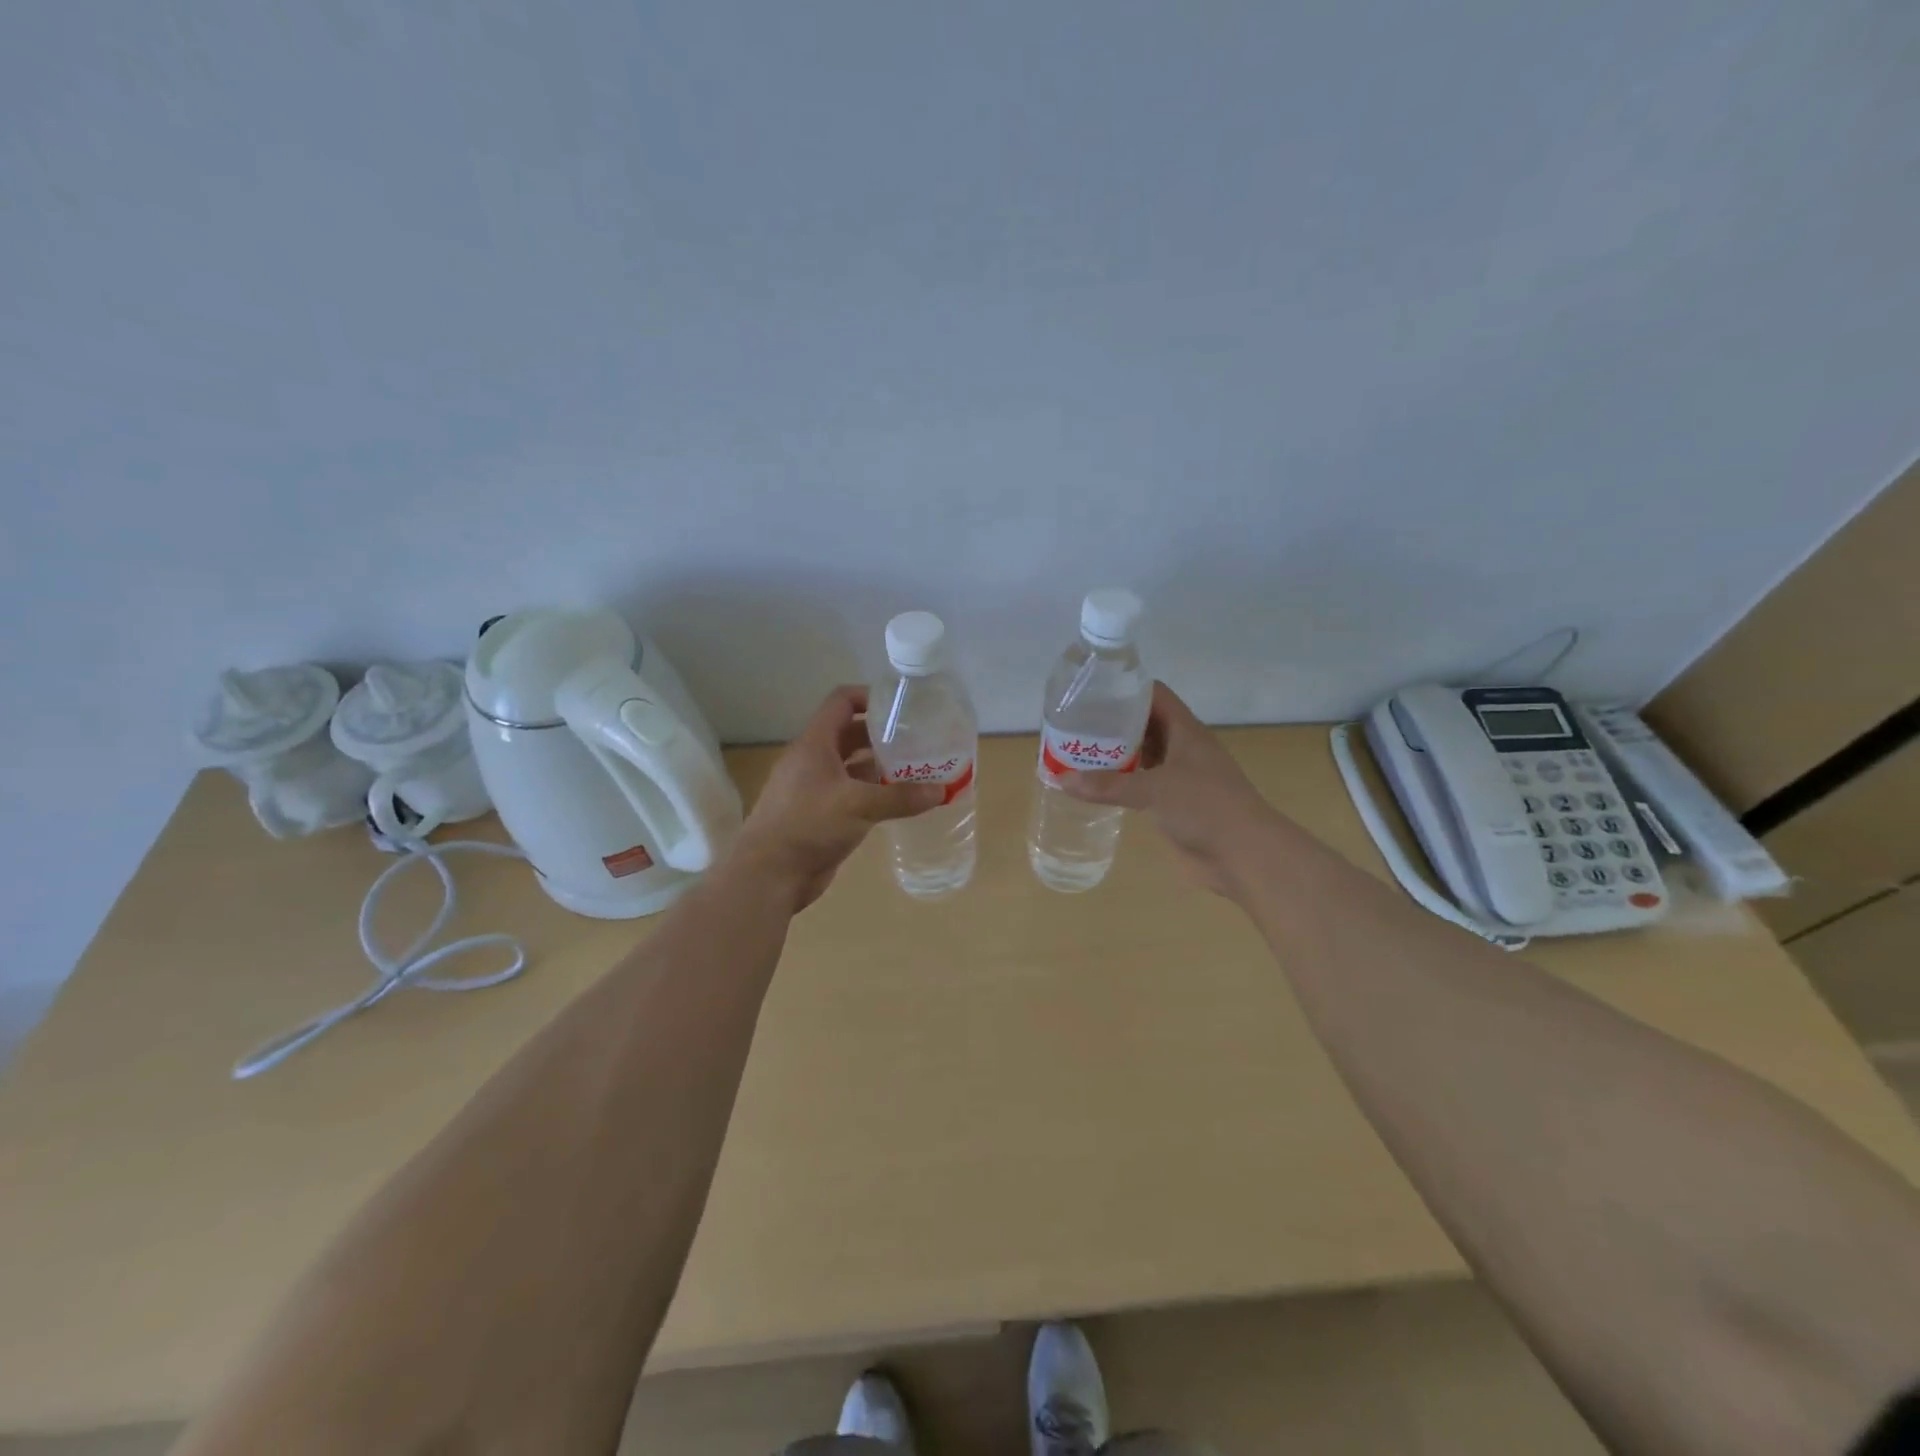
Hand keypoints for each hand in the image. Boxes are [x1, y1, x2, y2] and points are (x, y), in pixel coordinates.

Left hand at [733, 685, 944, 910]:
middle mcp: (813, 761)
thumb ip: (900, 797)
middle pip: (850, 734)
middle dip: (883, 736)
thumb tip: (941, 791)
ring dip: (880, 767)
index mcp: (815, 744)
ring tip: (916, 770)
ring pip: (852, 767)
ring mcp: (815, 789)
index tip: (902, 707)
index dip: (870, 697)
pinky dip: (873, 794)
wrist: (769, 875)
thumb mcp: (859, 806)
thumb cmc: (808, 825)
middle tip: (918, 741)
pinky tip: (898, 802)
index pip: (841, 702)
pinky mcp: (820, 815)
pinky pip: (851, 794)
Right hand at [1059, 681, 1277, 896]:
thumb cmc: (1205, 807)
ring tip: (1077, 752)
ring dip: (1116, 755)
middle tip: (1075, 725)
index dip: (1126, 689)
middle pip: (1145, 725)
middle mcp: (1183, 749)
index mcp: (1186, 731)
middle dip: (1113, 724)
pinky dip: (1122, 783)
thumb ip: (1109, 785)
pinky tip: (1096, 787)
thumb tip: (1061, 779)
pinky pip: (1143, 786)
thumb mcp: (1154, 790)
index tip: (1092, 692)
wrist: (1245, 856)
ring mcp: (1181, 778)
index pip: (1154, 696)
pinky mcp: (1176, 805)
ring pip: (1144, 756)